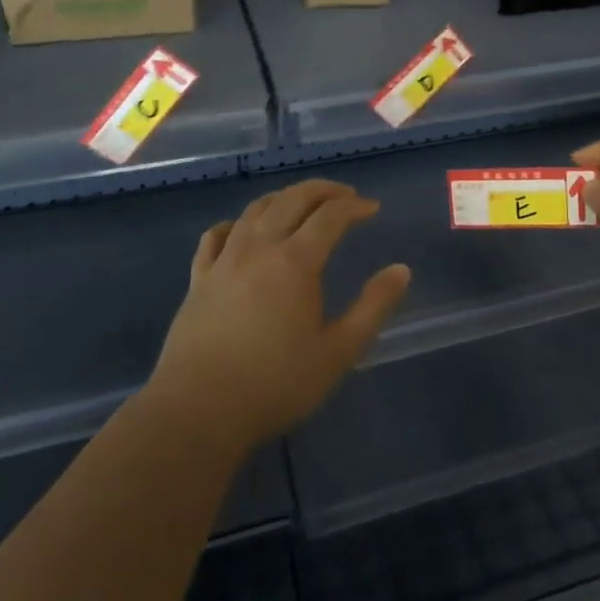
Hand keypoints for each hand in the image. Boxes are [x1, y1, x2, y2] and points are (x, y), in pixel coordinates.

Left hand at [149, 179, 410, 452]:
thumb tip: (401, 270)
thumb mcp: (339, 352)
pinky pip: (216, 235)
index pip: (331, 216)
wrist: (199, 410)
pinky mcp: (198, 279)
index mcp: (296, 262)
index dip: (355, 206)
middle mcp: (259, 248)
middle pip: (292, 199)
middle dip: (322, 190)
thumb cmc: (276, 383)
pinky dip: (236, 223)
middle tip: (345, 195)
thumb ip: (373, 307)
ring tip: (302, 204)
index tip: (373, 208)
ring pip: (255, 210)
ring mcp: (224, 260)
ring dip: (284, 198)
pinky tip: (242, 230)